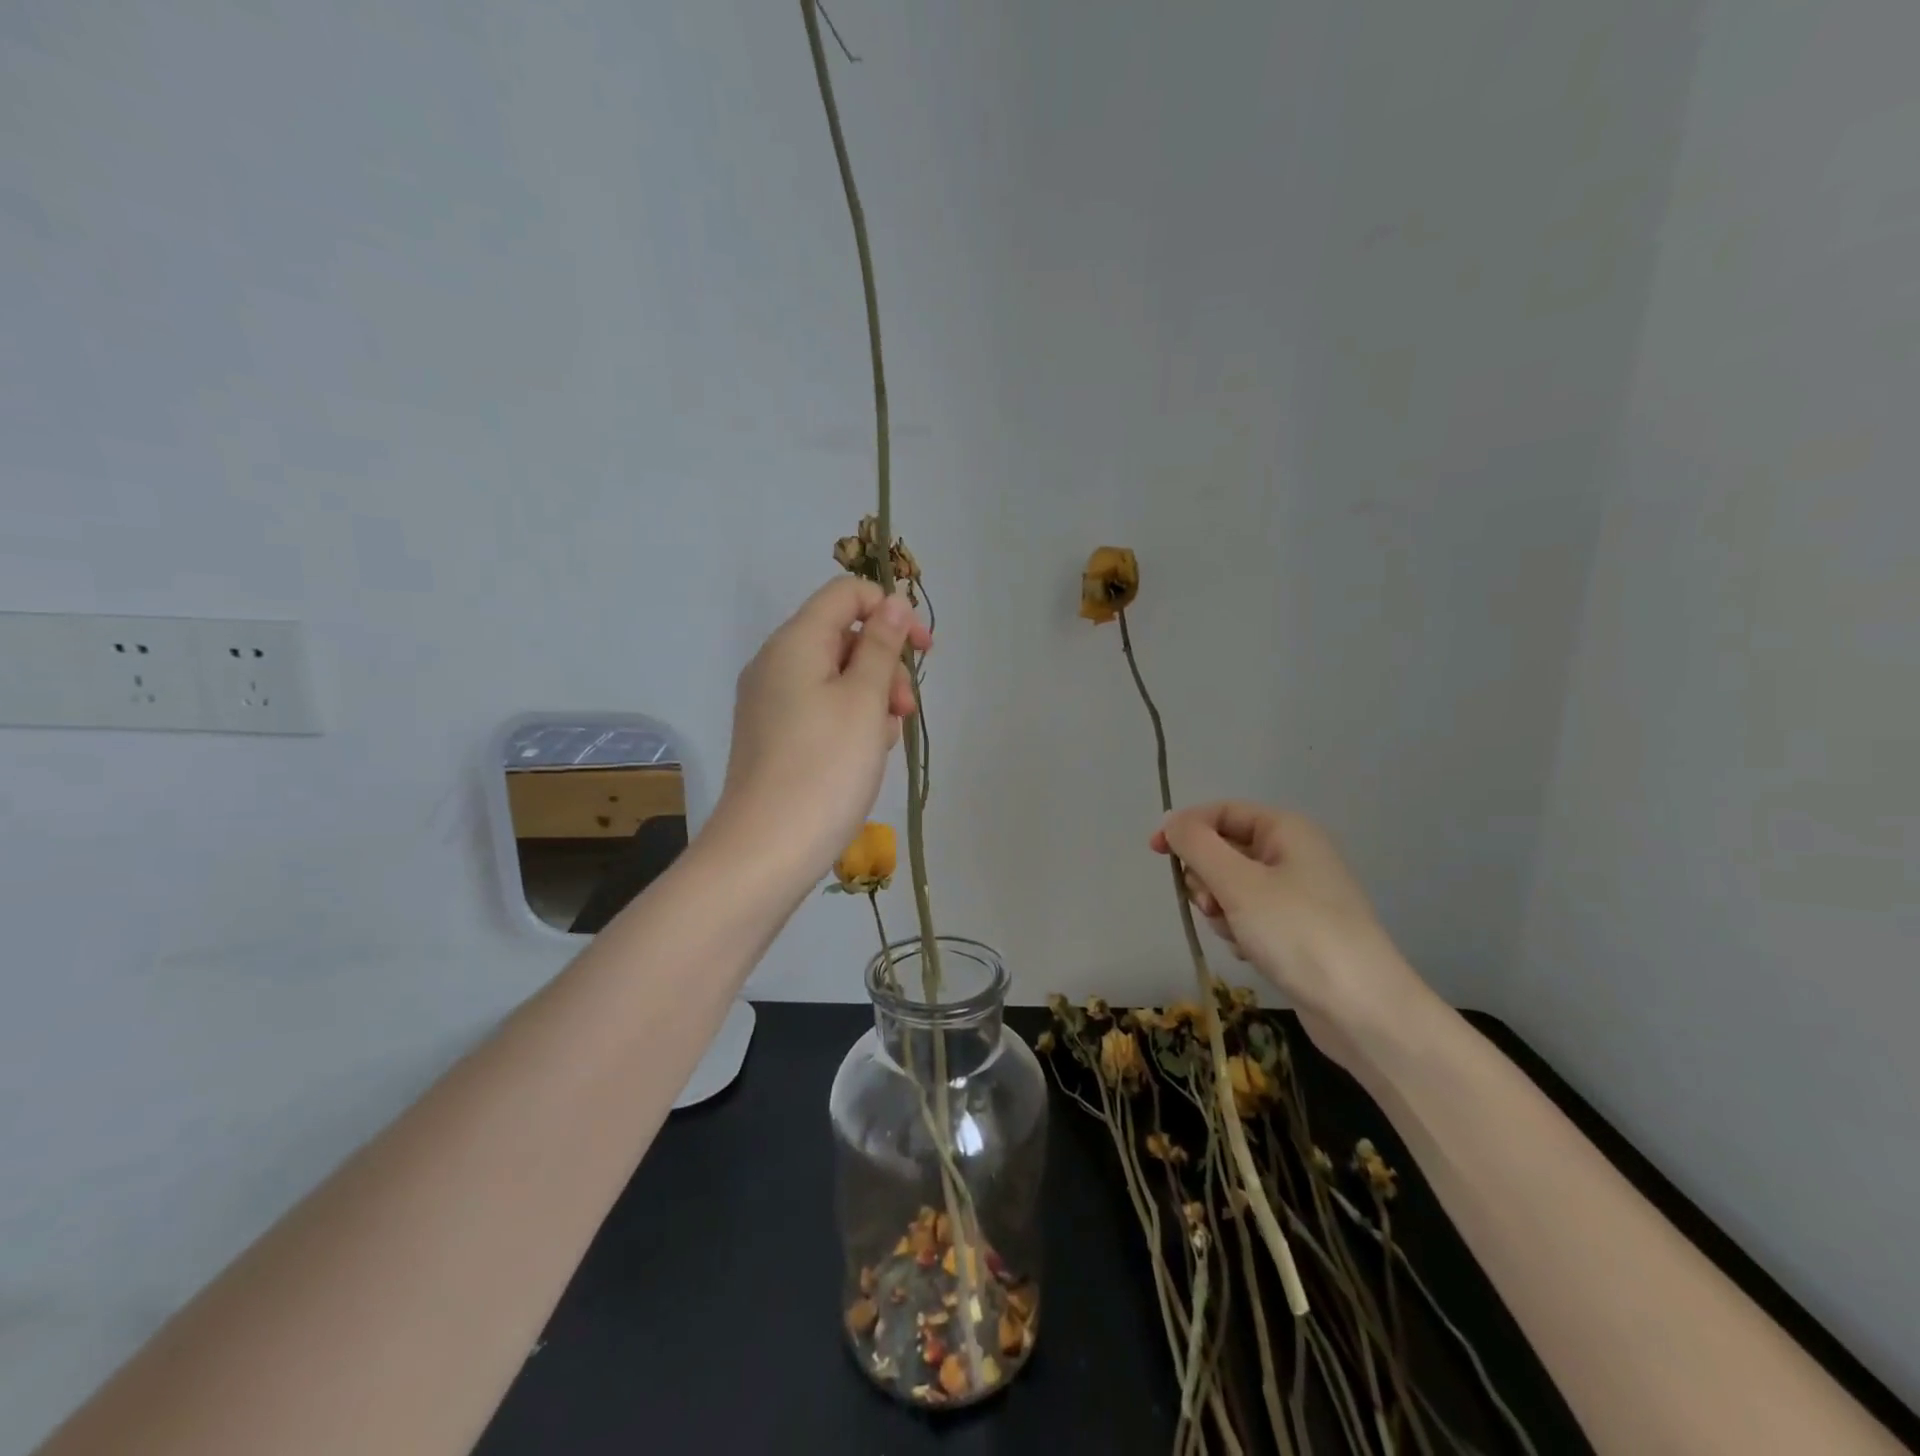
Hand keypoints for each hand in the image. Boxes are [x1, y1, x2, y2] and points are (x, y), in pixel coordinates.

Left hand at [711, 577, 929, 883]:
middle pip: (843, 637)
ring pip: (835, 677)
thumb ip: (882, 646)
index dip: (890, 610)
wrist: (767, 850)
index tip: (922, 650)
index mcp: (795, 642)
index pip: (846, 594)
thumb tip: (892, 602)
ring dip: (871, 699)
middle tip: (904, 712)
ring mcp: (769, 702)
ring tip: (882, 744)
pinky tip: (862, 758)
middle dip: (885, 665)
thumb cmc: (825, 768)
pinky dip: (848, 722)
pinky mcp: (772, 735)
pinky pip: (819, 709)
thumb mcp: (865, 700)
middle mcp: (775, 663)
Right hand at [1153, 802, 1433, 1065]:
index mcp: (1286, 830)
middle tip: (1214, 906)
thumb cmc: (1298, 934)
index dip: (1185, 827)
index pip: (1220, 812)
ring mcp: (1297, 893)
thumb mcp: (1238, 883)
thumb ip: (1197, 845)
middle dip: (1207, 878)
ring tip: (1239, 935)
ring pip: (1231, 887)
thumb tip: (1172, 820)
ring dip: (1221, 910)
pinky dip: (1240, 931)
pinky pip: (1249, 916)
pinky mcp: (1297, 928)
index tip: (1155, 853)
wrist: (1363, 1010)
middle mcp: (1293, 853)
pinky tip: (1252, 953)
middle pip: (1223, 850)